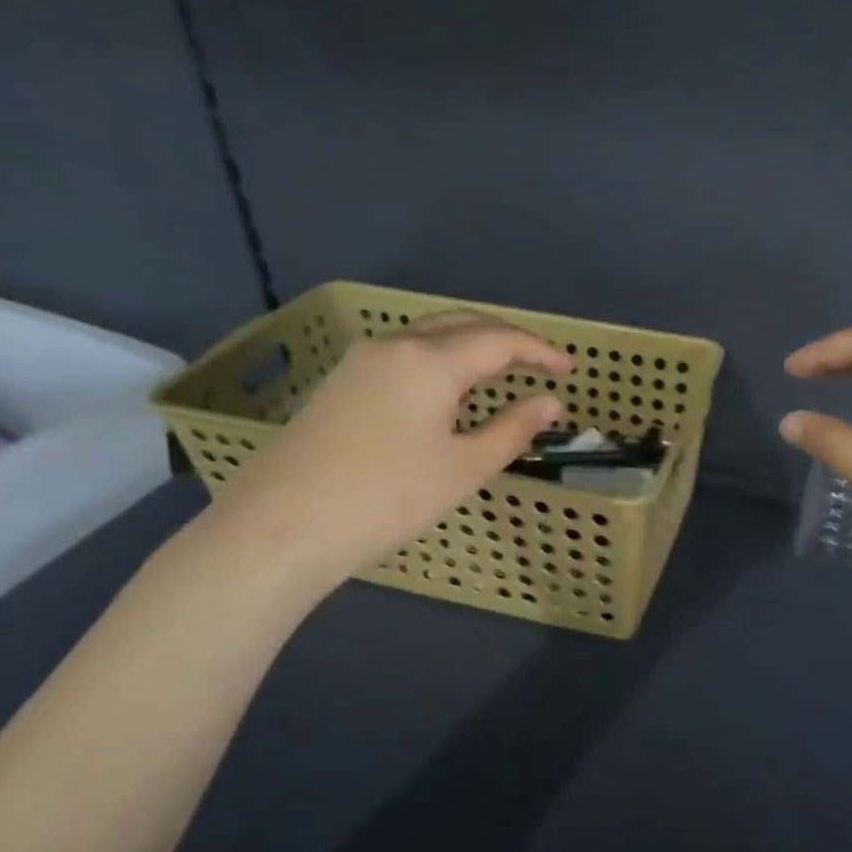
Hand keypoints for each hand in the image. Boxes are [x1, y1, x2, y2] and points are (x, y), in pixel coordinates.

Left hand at [203, 313, 572, 594]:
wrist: (281, 527)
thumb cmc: (386, 499)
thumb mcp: (463, 469)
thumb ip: (513, 430)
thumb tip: (550, 403)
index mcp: (430, 361)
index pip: (499, 340)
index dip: (540, 352)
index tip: (571, 369)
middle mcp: (394, 345)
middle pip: (463, 324)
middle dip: (507, 339)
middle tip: (541, 364)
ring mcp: (361, 360)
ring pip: (430, 335)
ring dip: (472, 346)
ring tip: (502, 374)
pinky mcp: (341, 382)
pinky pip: (405, 354)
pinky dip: (441, 360)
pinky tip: (448, 391)